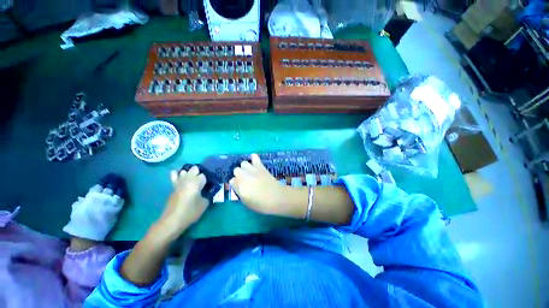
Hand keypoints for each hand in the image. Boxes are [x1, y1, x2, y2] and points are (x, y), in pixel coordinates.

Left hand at [156, 166, 208, 239]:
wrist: (172, 221)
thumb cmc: (190, 212)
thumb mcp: (204, 204)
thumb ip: (208, 195)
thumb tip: (208, 192)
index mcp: (196, 182)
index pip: (204, 175)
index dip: (206, 180)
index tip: (208, 185)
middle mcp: (187, 179)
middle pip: (194, 169)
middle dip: (199, 173)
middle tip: (201, 181)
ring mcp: (178, 182)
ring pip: (184, 170)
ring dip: (189, 173)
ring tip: (192, 180)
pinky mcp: (172, 187)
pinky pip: (175, 175)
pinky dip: (178, 174)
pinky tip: (181, 177)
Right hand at [229, 154, 288, 214]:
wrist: (275, 197)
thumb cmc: (260, 203)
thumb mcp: (246, 202)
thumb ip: (239, 192)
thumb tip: (237, 185)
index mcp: (239, 186)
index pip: (231, 181)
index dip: (236, 184)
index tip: (240, 187)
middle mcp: (243, 175)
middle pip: (236, 170)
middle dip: (239, 174)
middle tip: (245, 179)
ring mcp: (252, 169)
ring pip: (243, 163)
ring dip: (245, 167)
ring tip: (249, 171)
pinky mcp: (260, 166)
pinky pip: (254, 157)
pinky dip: (253, 158)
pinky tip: (253, 160)